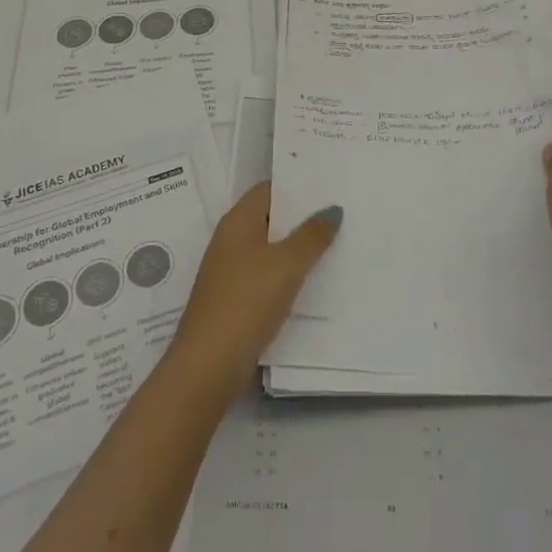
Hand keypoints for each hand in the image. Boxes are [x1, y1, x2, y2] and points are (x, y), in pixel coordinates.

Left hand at [170, 183, 341, 393]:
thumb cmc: (246, 302)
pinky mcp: (236, 301)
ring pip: (272, 251)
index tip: (330, 186)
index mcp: (238, 222)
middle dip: (303, 218)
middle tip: (342, 214)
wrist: (208, 365)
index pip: (269, 189)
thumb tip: (332, 210)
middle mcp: (231, 241)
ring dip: (299, 250)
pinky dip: (289, 277)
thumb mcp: (286, 264)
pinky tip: (315, 284)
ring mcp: (231, 272)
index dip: (298, 185)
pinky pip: (268, 278)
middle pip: (271, 219)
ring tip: (337, 246)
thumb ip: (312, 235)